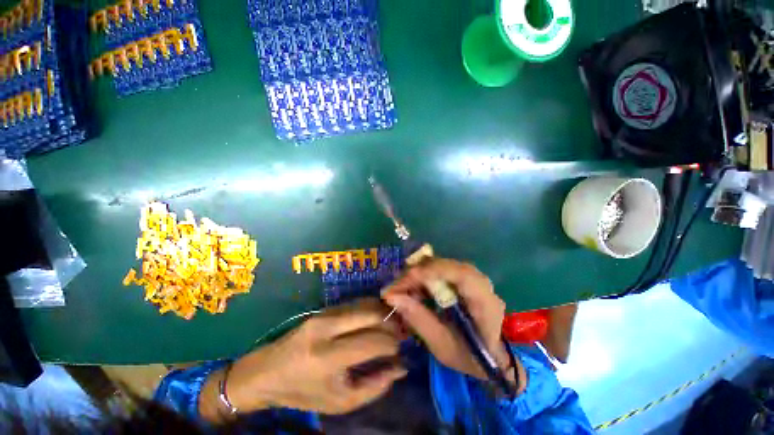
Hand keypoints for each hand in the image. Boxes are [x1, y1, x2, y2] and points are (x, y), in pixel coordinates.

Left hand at [200, 299, 406, 420]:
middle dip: (392, 323)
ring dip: (383, 313)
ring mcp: (325, 314)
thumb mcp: (340, 402)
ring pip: (365, 305)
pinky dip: (371, 309)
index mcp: (328, 357)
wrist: (268, 371)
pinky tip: (377, 319)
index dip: (393, 344)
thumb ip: (375, 386)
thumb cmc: (303, 392)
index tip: (401, 349)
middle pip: (371, 315)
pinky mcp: (324, 308)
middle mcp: (327, 328)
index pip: (373, 342)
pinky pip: (355, 304)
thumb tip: (401, 367)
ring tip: (392, 325)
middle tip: (401, 333)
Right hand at [382, 259, 524, 391]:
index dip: (434, 271)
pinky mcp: (463, 278)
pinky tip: (413, 288)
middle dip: (419, 272)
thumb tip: (392, 297)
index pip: (462, 275)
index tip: (408, 277)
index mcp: (484, 302)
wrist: (492, 356)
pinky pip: (440, 269)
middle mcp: (481, 283)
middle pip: (447, 265)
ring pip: (442, 264)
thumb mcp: (442, 346)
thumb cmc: (470, 357)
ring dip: (419, 273)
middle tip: (396, 287)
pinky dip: (423, 276)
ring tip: (402, 288)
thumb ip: (419, 319)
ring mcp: (472, 277)